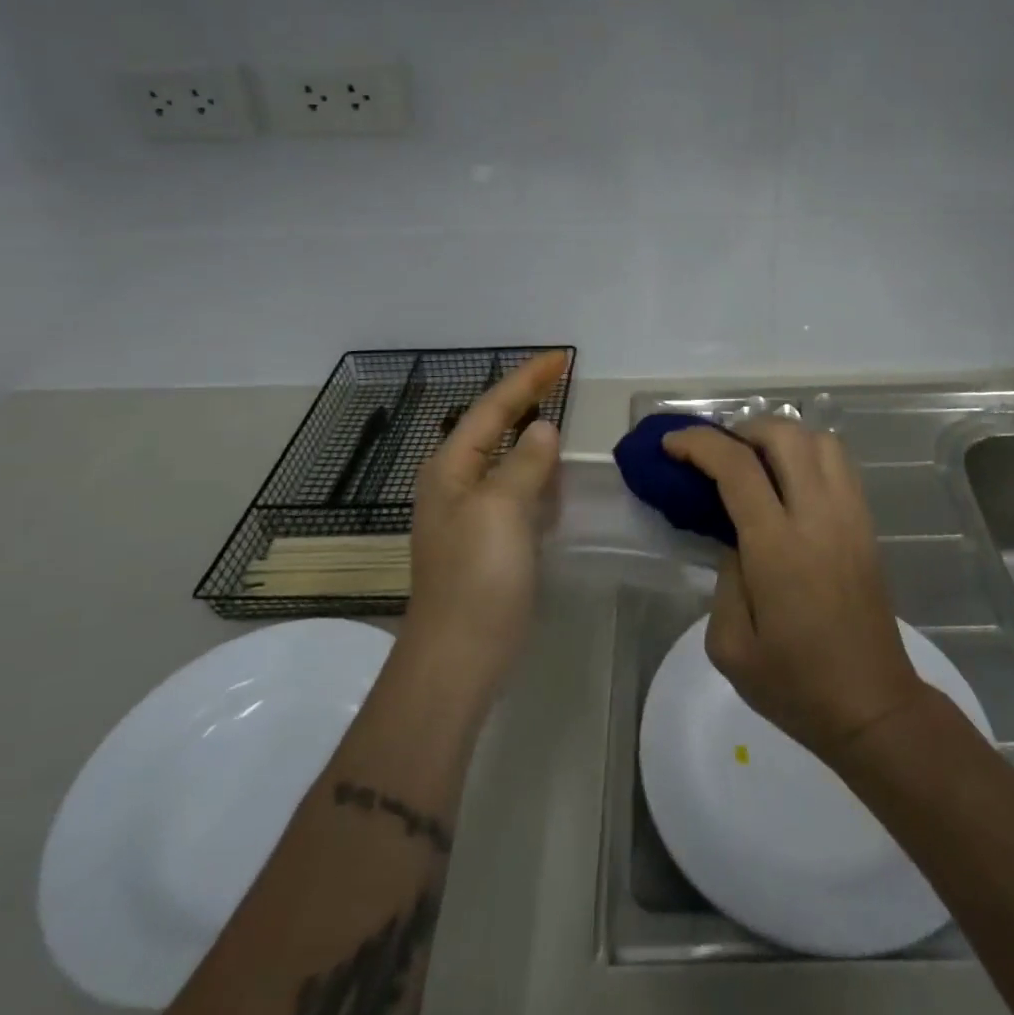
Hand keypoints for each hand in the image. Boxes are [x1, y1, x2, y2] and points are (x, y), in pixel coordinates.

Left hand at [404, 351, 568, 694]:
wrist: (459, 656)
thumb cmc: (478, 576)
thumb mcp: (502, 509)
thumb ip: (524, 462)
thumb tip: (543, 428)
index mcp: (451, 467)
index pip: (492, 407)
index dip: (526, 379)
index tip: (561, 357)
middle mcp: (456, 483)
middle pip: (495, 427)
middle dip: (526, 400)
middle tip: (562, 379)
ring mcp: (472, 514)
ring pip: (506, 459)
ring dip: (531, 436)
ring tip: (559, 414)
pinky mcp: (490, 540)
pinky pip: (517, 491)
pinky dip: (537, 475)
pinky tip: (555, 477)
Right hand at [662, 416, 927, 762]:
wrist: (873, 708)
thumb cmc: (795, 685)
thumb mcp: (730, 644)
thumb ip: (724, 577)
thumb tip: (734, 537)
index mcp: (778, 548)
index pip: (737, 468)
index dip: (699, 444)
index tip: (672, 445)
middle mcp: (818, 518)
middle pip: (785, 435)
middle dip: (742, 429)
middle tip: (717, 453)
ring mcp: (850, 517)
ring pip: (820, 440)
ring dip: (780, 436)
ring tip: (754, 461)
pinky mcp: (867, 525)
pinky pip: (840, 464)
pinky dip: (808, 453)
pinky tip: (788, 481)